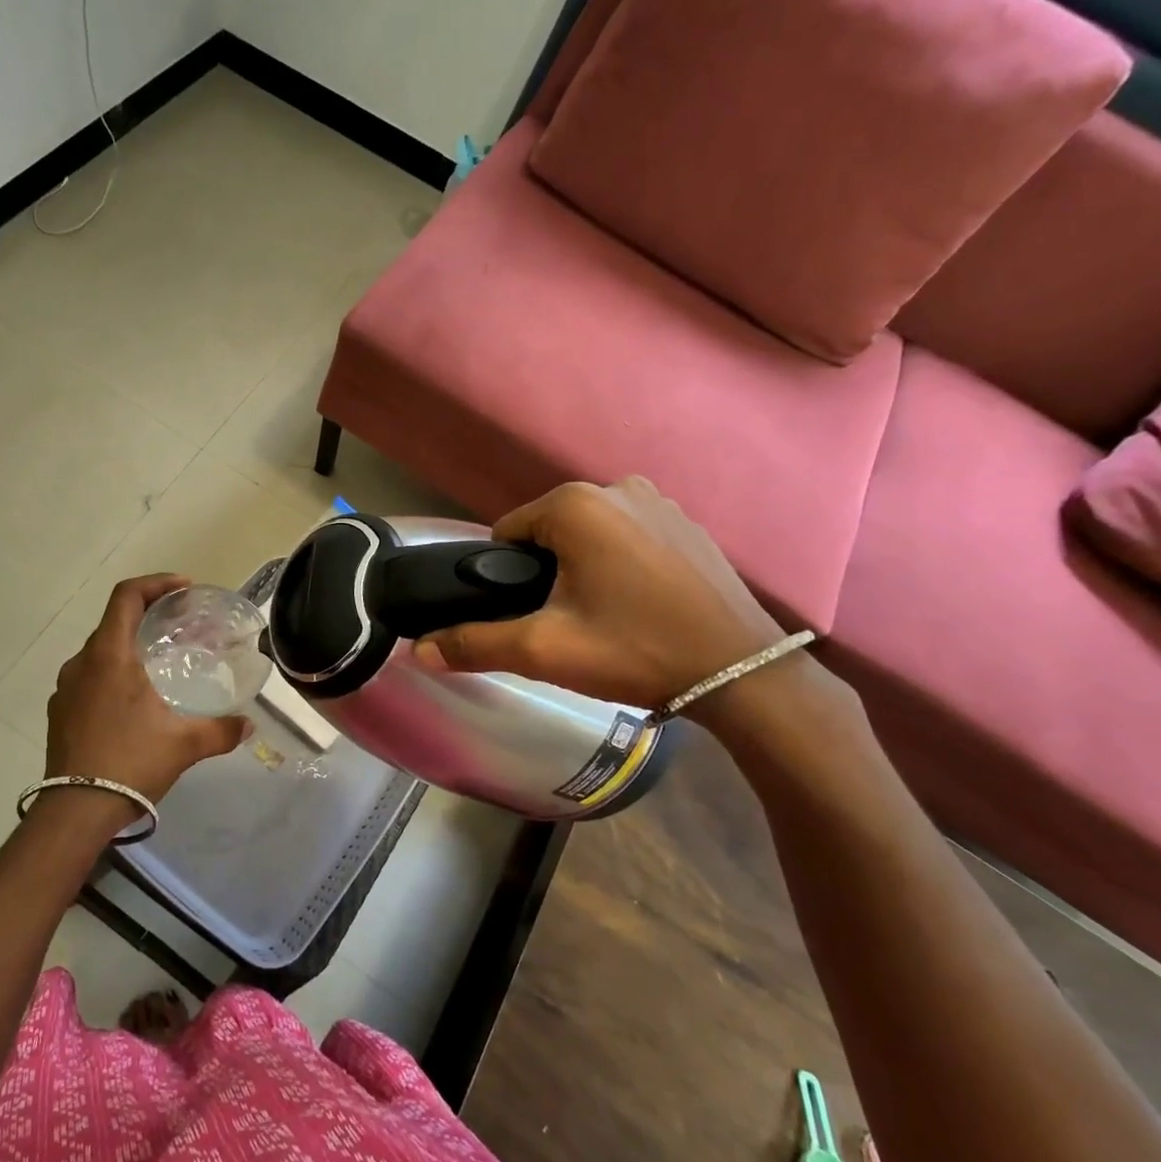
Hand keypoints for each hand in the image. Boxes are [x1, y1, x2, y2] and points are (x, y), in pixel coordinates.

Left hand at [44, 575, 251, 813]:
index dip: (156, 583)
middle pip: (114, 620)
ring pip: (100, 651)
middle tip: (179, 625)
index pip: (127, 596)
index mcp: (110, 656)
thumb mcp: (184, 745)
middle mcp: (82, 663)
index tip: (183, 589)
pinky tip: (133, 700)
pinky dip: (112, 673)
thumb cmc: (130, 764)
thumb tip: (248, 725)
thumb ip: (220, 730)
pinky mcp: (59, 712)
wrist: (74, 812)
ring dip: (129, 646)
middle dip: (148, 614)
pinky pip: (88, 677)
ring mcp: (66, 688)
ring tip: (158, 662)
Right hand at [411, 478, 787, 710]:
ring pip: (589, 534)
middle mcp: (616, 487)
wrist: (743, 674)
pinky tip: (641, 604)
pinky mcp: (688, 523)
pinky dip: (622, 563)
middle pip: (548, 532)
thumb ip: (475, 644)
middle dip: (547, 573)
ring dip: (583, 567)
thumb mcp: (545, 650)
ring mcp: (659, 501)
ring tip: (606, 618)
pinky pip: (629, 536)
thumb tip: (417, 651)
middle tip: (569, 624)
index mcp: (574, 504)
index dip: (508, 578)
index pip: (507, 534)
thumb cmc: (635, 651)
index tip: (531, 616)